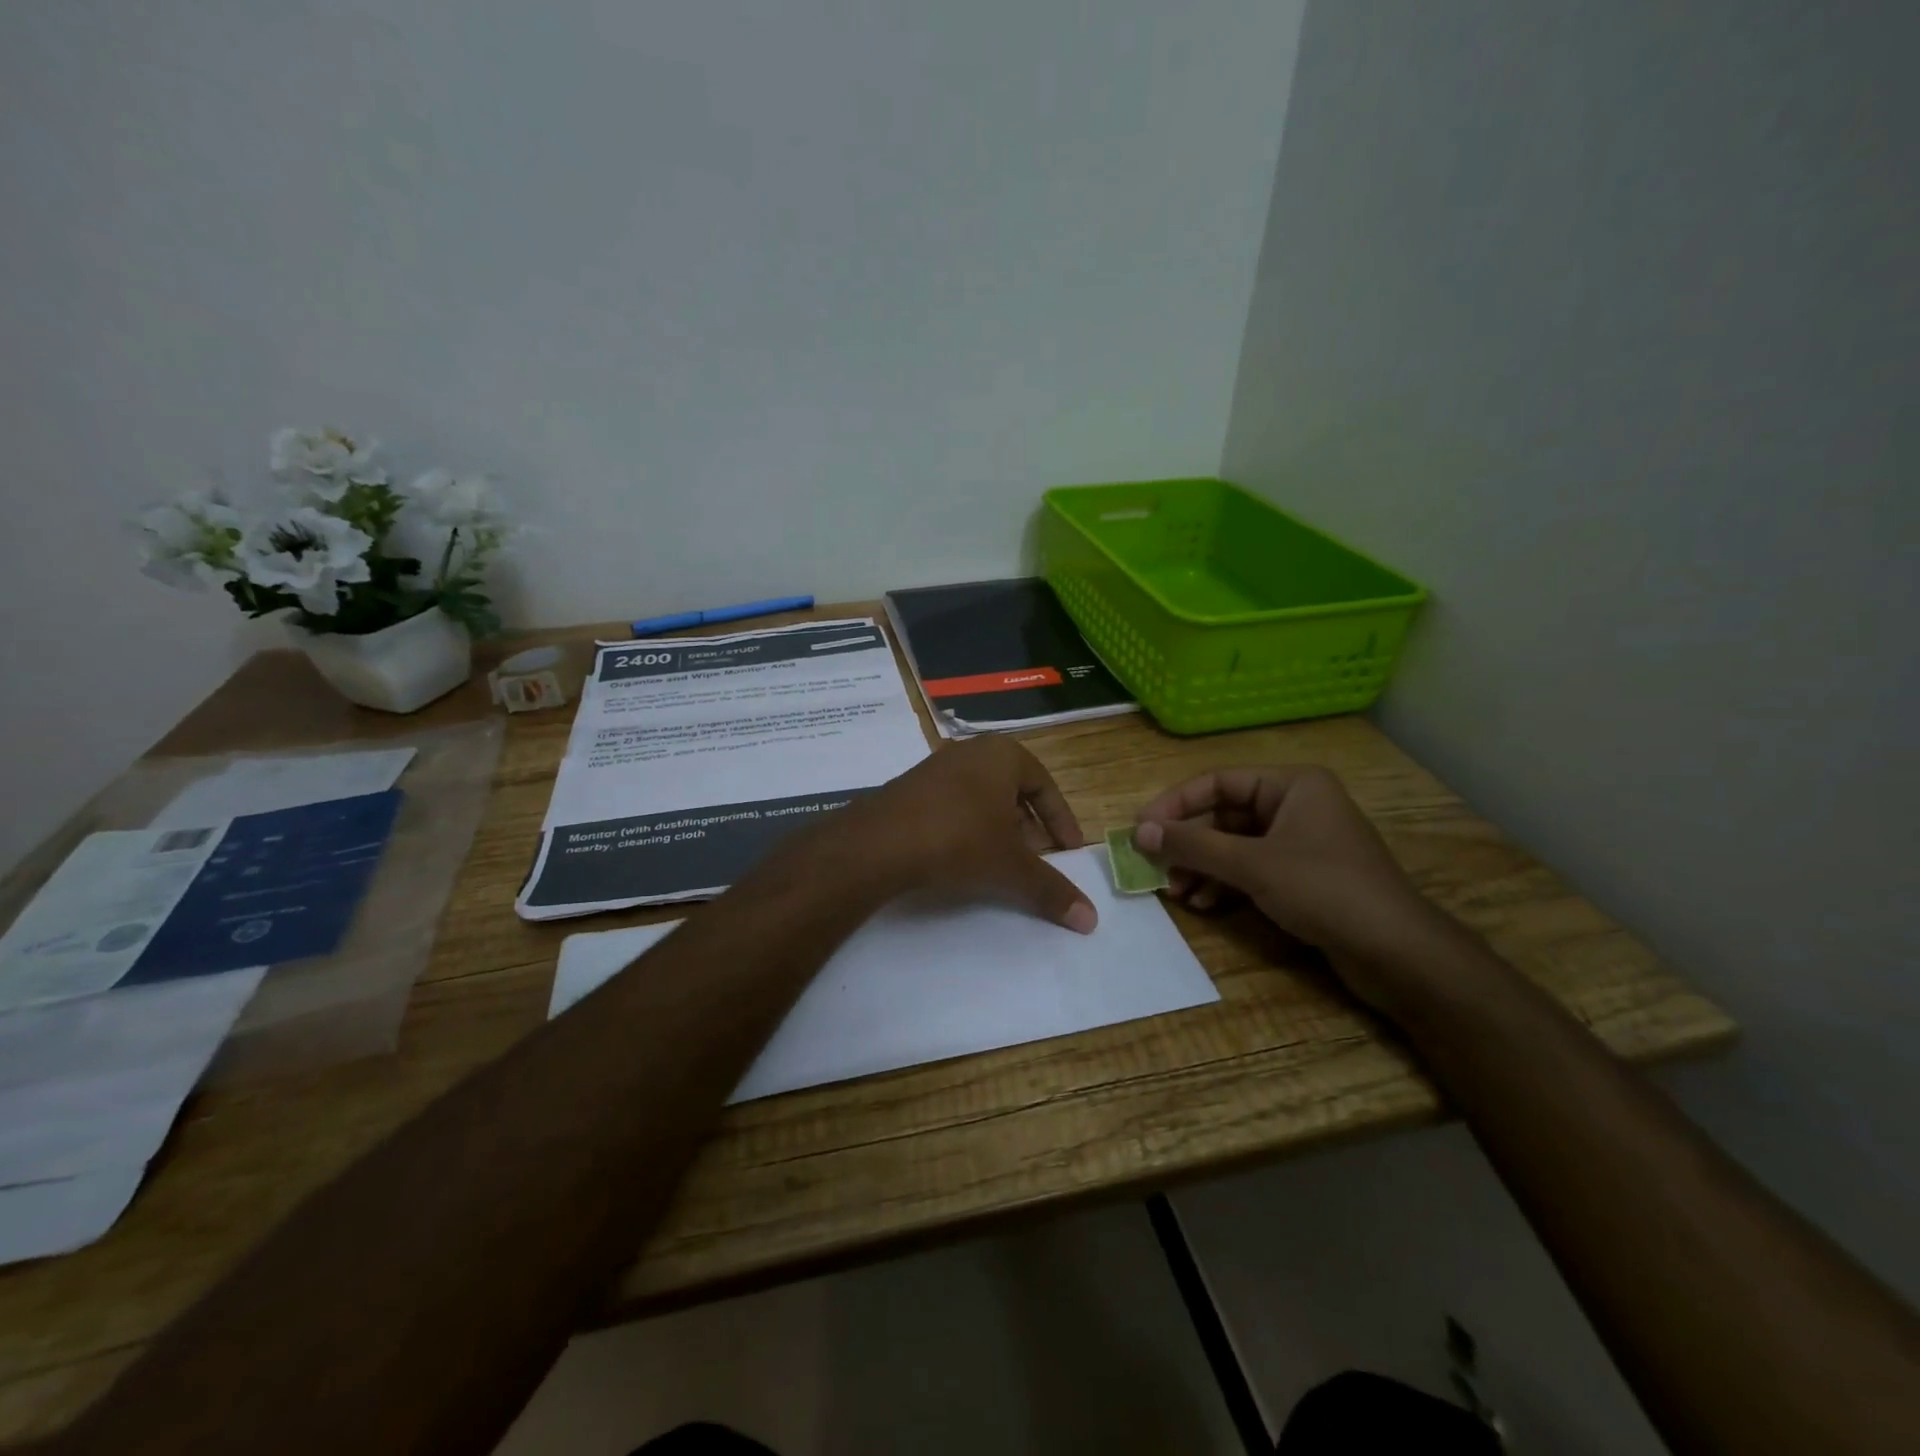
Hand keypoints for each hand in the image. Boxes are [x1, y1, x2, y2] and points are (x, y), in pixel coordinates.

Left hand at [845, 737, 1097, 932]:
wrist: (878, 842)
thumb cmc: (959, 839)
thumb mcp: (1011, 866)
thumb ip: (1051, 889)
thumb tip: (1092, 920)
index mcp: (1003, 754)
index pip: (1046, 786)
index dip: (1061, 821)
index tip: (1070, 851)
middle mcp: (971, 752)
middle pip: (1013, 790)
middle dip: (1029, 827)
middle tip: (1038, 859)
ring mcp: (936, 767)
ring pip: (982, 799)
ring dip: (998, 830)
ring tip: (1003, 864)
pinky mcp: (910, 788)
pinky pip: (953, 805)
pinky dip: (968, 829)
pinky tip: (963, 858)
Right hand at [1133, 766, 1446, 979]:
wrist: (1398, 953)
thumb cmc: (1325, 890)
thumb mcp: (1252, 865)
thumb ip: (1193, 845)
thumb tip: (1138, 832)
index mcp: (1292, 785)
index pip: (1217, 782)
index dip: (1174, 805)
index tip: (1140, 831)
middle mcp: (1295, 805)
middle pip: (1223, 816)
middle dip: (1188, 845)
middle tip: (1155, 868)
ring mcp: (1301, 842)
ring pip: (1234, 846)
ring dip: (1202, 867)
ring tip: (1176, 893)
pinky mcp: (1303, 876)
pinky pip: (1251, 869)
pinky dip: (1225, 883)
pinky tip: (1204, 904)